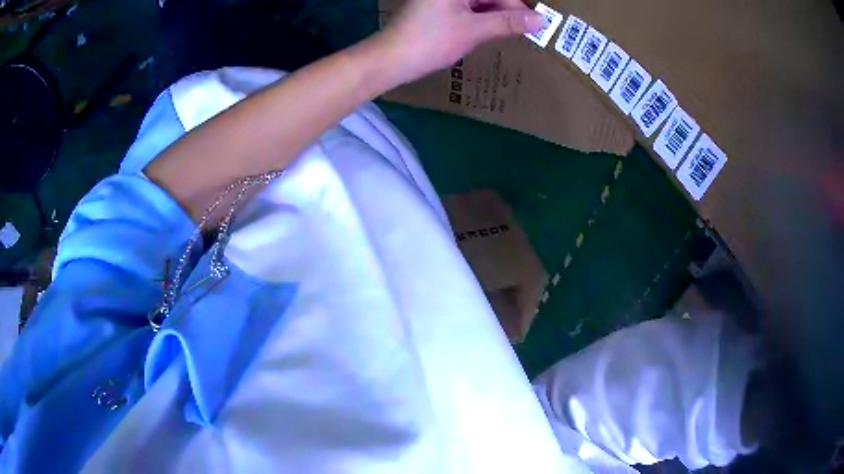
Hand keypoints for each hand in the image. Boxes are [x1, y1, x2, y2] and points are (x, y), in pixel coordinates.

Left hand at [376, 0, 542, 84]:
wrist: (390, 60)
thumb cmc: (430, 41)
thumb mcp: (474, 30)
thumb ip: (508, 22)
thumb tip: (541, 21)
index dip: (518, 5)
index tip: (536, 23)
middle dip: (507, 11)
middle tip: (524, 32)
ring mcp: (443, 0)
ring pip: (480, 3)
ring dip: (496, 17)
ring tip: (508, 34)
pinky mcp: (439, 8)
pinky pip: (468, 9)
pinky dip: (481, 20)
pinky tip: (488, 33)